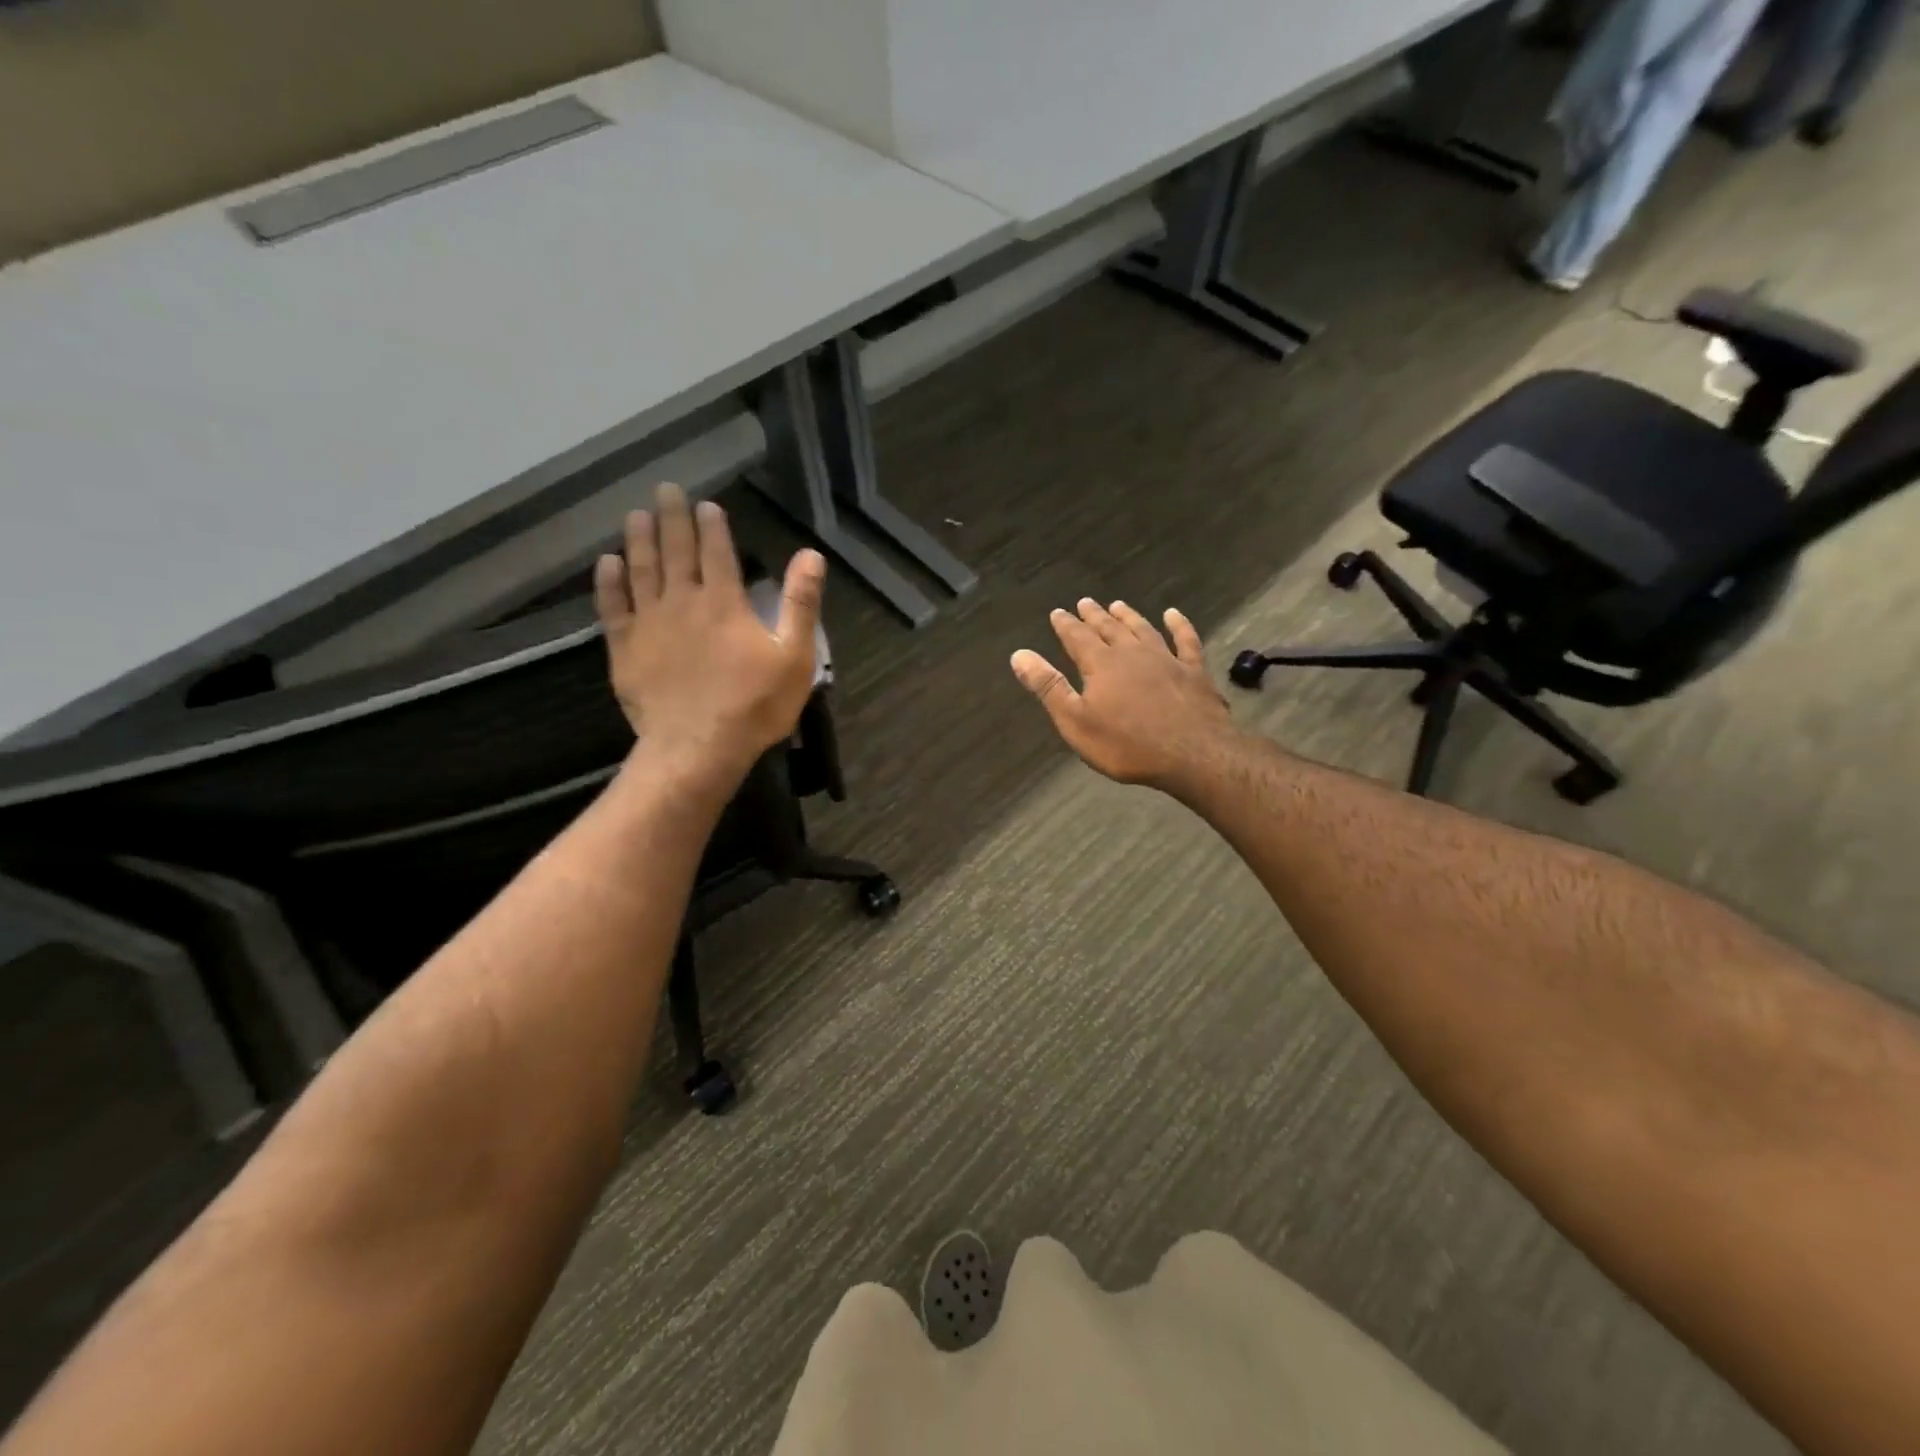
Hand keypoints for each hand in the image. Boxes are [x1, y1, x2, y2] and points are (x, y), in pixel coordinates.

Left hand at [594, 484, 824, 783]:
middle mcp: (683, 601)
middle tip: (665, 489)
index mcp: (725, 602)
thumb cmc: (754, 705)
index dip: (712, 525)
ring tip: (636, 514)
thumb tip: (811, 555)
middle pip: (675, 550)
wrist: (698, 747)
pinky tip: (606, 563)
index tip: (706, 504)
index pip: (717, 552)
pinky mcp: (626, 648)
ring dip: (639, 539)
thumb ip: (801, 604)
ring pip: (641, 570)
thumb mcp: (794, 657)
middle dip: (672, 518)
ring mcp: (649, 624)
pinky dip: (608, 582)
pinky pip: (613, 606)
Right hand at [1011, 599, 1235, 787]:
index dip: (1065, 625)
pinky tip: (1173, 615)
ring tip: (1118, 605)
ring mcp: (1167, 659)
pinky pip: (1186, 640)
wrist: (1192, 754)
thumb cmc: (1127, 744)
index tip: (1057, 612)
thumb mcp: (1075, 721)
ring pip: (1143, 629)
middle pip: (1109, 628)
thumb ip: (1048, 687)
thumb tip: (1019, 655)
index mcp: (1101, 664)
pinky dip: (1179, 625)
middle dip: (1094, 616)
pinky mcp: (1194, 671)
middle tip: (1085, 602)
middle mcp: (1132, 653)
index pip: (1077, 637)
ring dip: (1129, 616)